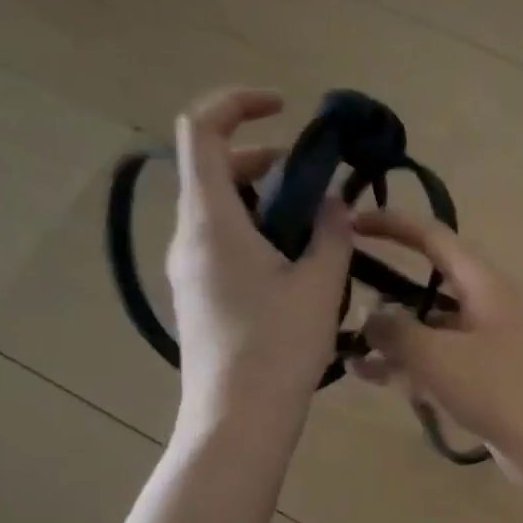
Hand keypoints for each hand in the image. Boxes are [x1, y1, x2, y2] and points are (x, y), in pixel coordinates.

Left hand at [166, 88, 351, 437]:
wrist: (238, 419)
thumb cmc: (278, 348)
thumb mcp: (318, 285)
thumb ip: (330, 233)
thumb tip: (332, 203)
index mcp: (211, 220)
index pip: (202, 131)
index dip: (238, 103)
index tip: (285, 109)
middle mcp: (189, 235)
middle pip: (215, 169)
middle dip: (267, 160)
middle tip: (319, 185)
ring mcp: (189, 268)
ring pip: (222, 209)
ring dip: (268, 202)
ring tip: (318, 231)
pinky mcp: (198, 295)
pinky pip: (223, 243)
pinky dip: (259, 234)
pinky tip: (298, 267)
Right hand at [352, 209, 522, 493]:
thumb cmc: (502, 390)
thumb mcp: (439, 356)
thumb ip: (397, 331)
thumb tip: (372, 315)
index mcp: (484, 285)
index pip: (434, 238)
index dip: (392, 225)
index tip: (351, 222)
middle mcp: (488, 308)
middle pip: (430, 287)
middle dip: (386, 292)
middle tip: (339, 300)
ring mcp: (490, 346)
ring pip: (432, 331)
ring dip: (393, 339)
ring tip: (348, 352)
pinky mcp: (489, 381)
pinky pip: (443, 364)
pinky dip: (412, 367)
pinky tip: (374, 378)